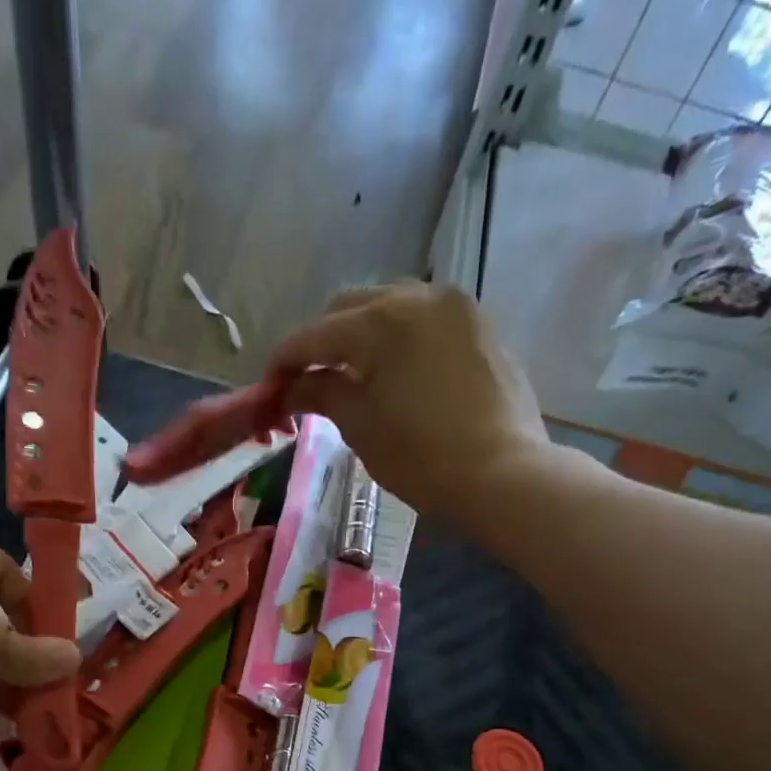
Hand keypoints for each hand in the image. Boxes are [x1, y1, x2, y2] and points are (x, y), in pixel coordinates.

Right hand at [264, 283, 551, 518]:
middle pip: (349, 308)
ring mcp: (453, 307)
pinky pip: (423, 320)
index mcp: (379, 321)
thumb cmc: (422, 457)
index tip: (267, 387)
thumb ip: (321, 393)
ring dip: (360, 335)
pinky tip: (394, 372)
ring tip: (352, 374)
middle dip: (322, 342)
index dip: (283, 361)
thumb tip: (290, 386)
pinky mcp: (478, 325)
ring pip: (389, 306)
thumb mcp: (361, 426)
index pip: (313, 335)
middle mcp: (415, 296)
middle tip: (308, 382)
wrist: (502, 473)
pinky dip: (398, 338)